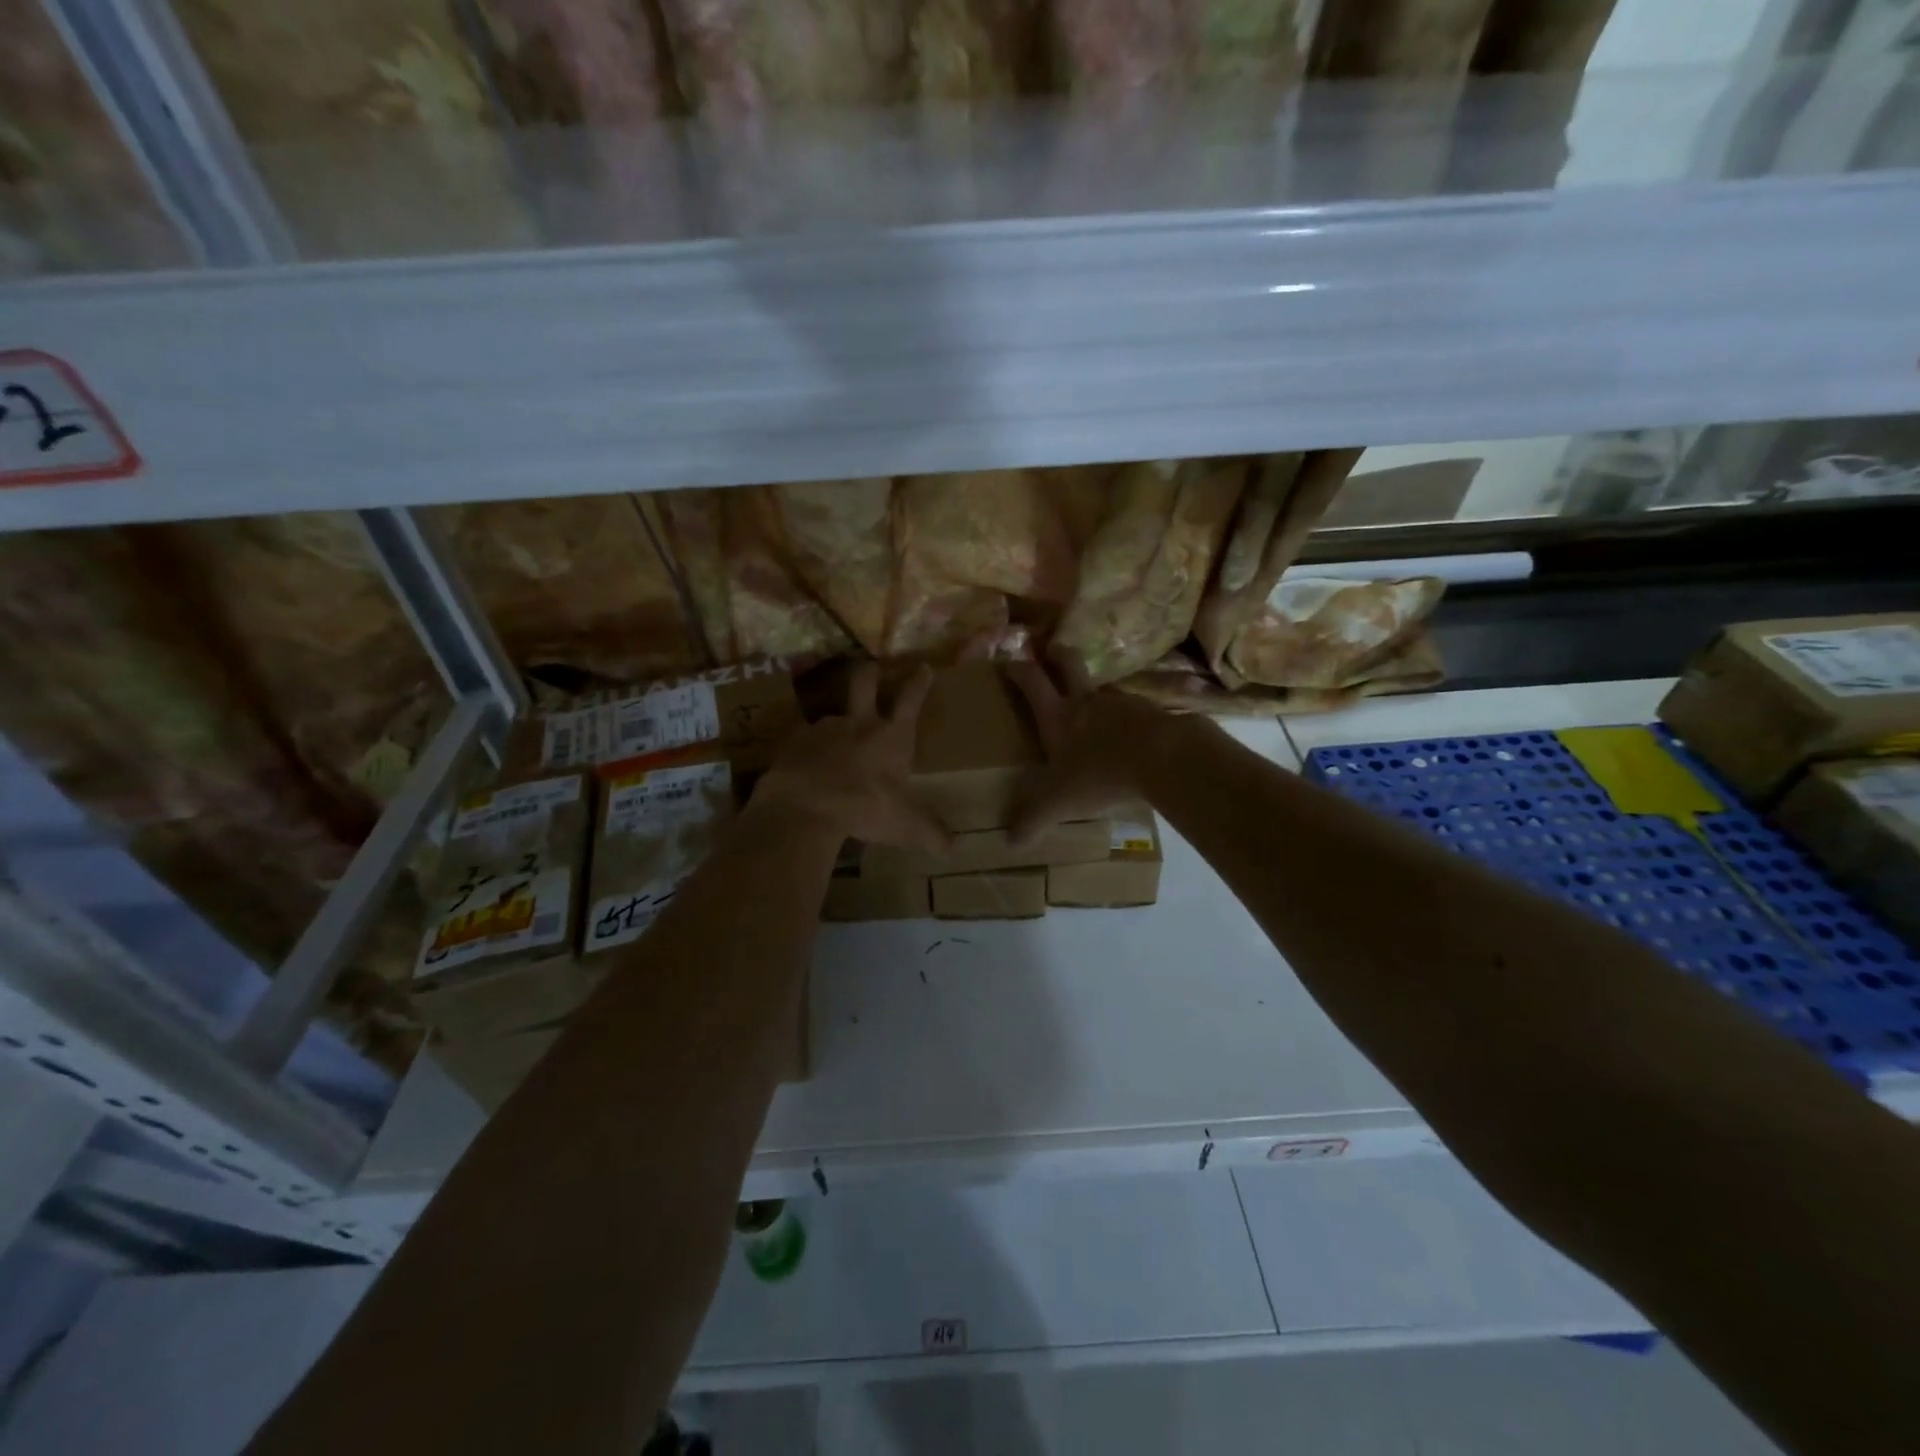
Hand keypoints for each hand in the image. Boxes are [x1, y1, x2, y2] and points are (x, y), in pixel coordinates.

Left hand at [752, 662, 950, 852]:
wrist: (807, 807)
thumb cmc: (866, 809)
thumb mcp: (905, 826)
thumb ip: (930, 834)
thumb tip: (954, 849)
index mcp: (891, 737)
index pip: (910, 700)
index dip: (919, 683)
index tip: (923, 668)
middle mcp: (858, 724)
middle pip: (864, 683)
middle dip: (870, 673)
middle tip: (870, 668)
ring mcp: (823, 729)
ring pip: (831, 716)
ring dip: (834, 726)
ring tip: (831, 745)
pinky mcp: (793, 742)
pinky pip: (802, 741)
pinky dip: (806, 751)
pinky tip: (804, 767)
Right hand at [1006, 656, 1171, 844]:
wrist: (1163, 758)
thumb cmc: (1100, 774)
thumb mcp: (1060, 803)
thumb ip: (1034, 820)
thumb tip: (1009, 842)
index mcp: (1058, 715)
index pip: (1031, 681)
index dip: (1017, 670)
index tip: (1008, 664)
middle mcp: (1086, 701)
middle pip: (1068, 662)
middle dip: (1057, 655)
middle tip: (1051, 652)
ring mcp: (1121, 702)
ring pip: (1102, 687)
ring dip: (1094, 692)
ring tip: (1093, 713)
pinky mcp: (1151, 711)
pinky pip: (1132, 710)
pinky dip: (1125, 718)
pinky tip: (1128, 738)